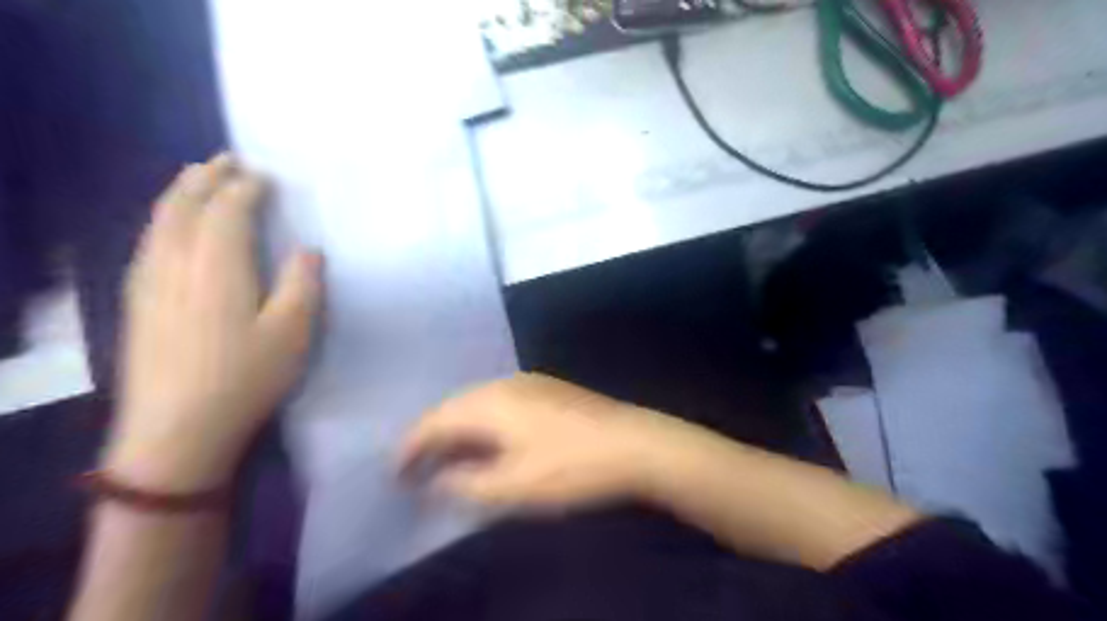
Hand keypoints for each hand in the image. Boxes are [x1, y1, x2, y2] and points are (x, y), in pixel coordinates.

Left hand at [107, 152, 324, 492]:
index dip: (247, 189)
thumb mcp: (293, 333)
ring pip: (160, 221)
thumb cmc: (246, 377)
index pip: (228, 211)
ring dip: (180, 193)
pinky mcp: (139, 301)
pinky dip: (165, 219)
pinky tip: (172, 226)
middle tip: (227, 160)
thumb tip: (308, 250)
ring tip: (198, 179)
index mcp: (217, 267)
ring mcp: (149, 282)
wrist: (177, 430)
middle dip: (205, 177)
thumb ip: (303, 284)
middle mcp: (175, 264)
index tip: (265, 177)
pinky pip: (149, 241)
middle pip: (183, 205)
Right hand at [398, 373, 673, 509]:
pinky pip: (498, 401)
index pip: (433, 421)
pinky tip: (489, 440)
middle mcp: (503, 383)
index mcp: (489, 402)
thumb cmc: (570, 467)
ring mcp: (528, 381)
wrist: (634, 443)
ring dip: (457, 428)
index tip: (396, 474)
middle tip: (417, 467)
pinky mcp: (547, 388)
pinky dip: (482, 421)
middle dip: (431, 436)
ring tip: (448, 457)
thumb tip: (436, 479)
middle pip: (452, 406)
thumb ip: (466, 484)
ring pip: (476, 401)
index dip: (409, 447)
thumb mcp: (513, 487)